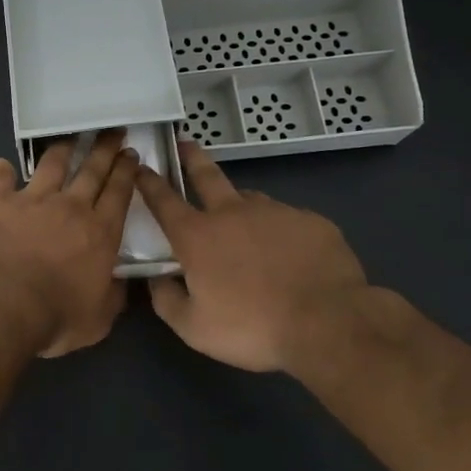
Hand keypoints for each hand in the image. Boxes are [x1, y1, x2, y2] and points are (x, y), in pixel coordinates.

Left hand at [0, 132, 138, 356]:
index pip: (119, 193)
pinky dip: (1, 170)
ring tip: (70, 138)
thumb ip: (112, 296)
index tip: (131, 154)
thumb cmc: (56, 316)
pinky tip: (0, 166)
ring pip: (52, 164)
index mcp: (100, 232)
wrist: (3, 301)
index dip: (126, 172)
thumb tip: (121, 283)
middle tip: (112, 131)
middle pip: (92, 170)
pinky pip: (0, 177)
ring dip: (63, 148)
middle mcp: (71, 207)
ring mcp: (33, 199)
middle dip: (104, 148)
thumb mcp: (99, 319)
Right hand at [135, 140, 367, 378]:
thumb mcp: (194, 328)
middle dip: (192, 157)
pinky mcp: (311, 221)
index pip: (163, 200)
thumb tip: (156, 280)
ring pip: (249, 199)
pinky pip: (287, 220)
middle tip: (185, 142)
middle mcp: (232, 213)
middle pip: (206, 175)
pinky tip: (289, 254)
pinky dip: (280, 231)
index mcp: (197, 236)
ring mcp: (275, 212)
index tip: (141, 166)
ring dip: (239, 203)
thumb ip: (166, 300)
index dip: (149, 182)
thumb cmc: (252, 327)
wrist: (329, 323)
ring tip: (244, 222)